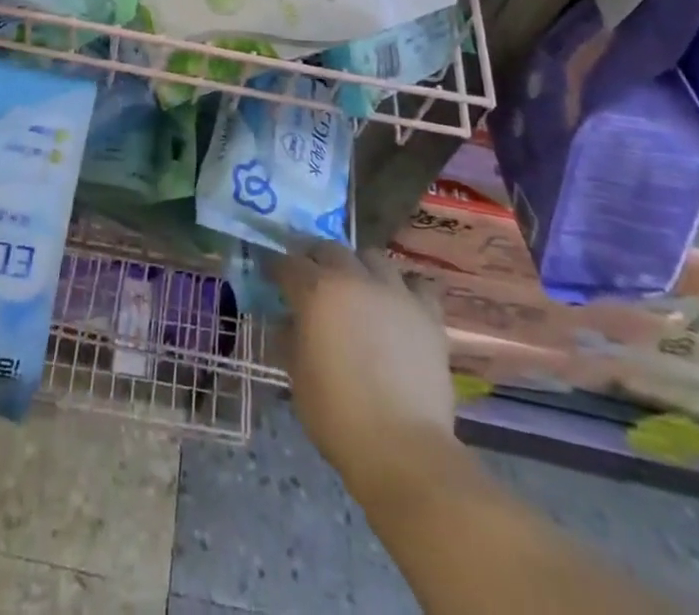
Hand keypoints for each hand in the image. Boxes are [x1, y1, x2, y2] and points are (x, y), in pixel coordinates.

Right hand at [275, 243, 460, 501]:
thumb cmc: (338, 416)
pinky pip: (416, 285)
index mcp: (316, 292)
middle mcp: (354, 279)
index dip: (277, 268)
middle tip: (311, 278)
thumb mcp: (298, 377)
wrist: (403, 448)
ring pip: (373, 258)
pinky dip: (404, 289)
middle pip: (330, 249)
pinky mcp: (427, 314)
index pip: (289, 263)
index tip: (271, 276)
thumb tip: (288, 321)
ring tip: (357, 288)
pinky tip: (398, 305)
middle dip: (315, 258)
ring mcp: (394, 292)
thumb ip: (290, 338)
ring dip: (359, 267)